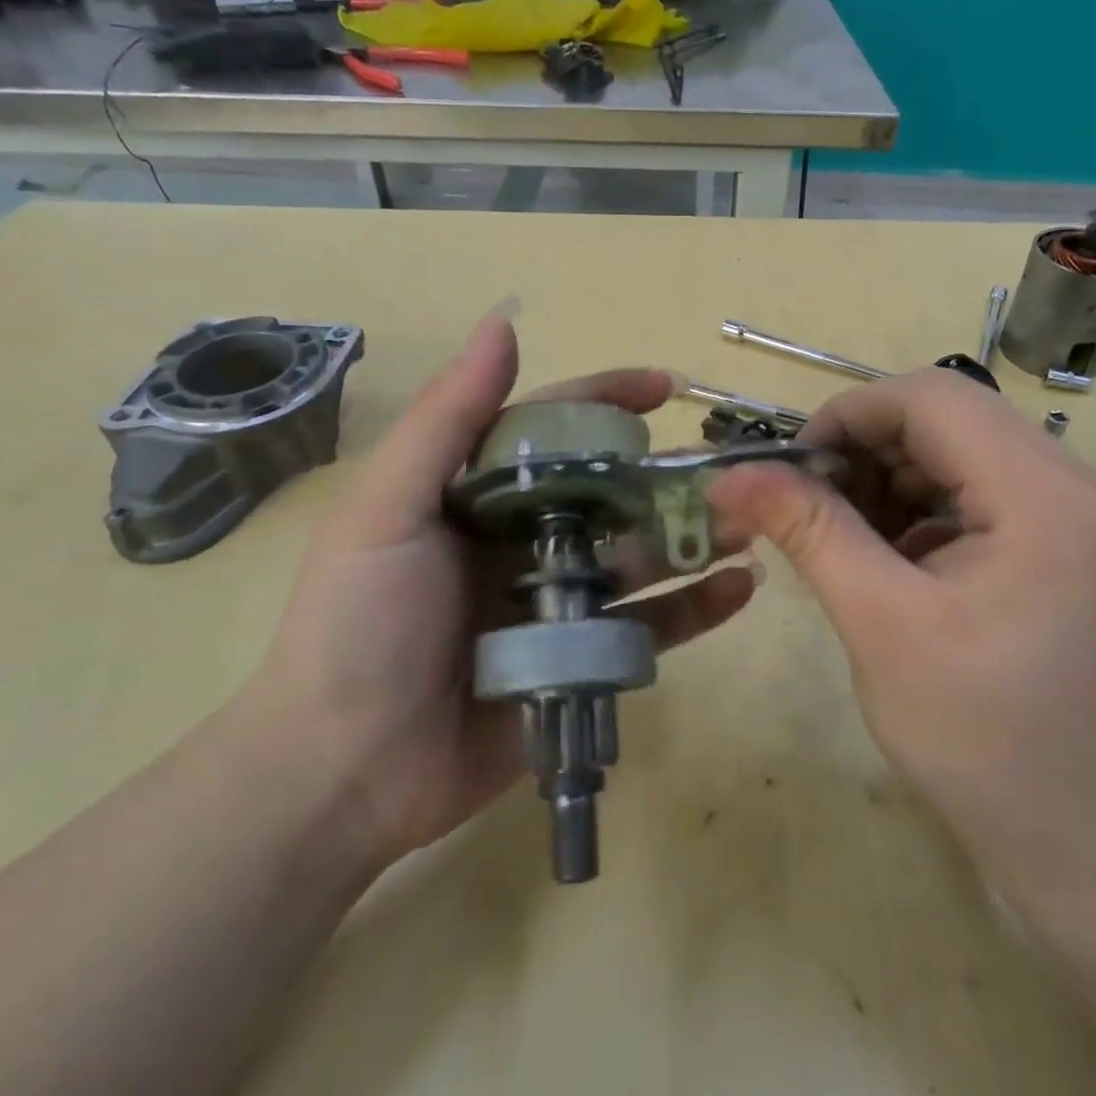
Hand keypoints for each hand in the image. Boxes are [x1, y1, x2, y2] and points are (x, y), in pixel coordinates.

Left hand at [237, 313, 757, 872]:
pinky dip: (696, 608)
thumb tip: (503, 322)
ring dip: (695, 536)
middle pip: (610, 494)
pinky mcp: (582, 661)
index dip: (607, 401)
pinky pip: (649, 628)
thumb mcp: (388, 510)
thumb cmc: (359, 626)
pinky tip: (741, 588)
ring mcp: (558, 605)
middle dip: (668, 476)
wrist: (342, 772)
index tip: (666, 388)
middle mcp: (523, 542)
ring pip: (640, 557)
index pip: (554, 432)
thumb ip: (449, 419)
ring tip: (754, 520)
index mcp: (479, 498)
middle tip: (731, 467)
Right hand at [706, 369, 1095, 858]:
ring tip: (839, 538)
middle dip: (863, 451)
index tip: (790, 468)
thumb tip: (731, 476)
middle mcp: (1071, 483)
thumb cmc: (981, 735)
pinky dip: (917, 511)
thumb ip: (809, 532)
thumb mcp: (880, 623)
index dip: (848, 415)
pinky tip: (885, 560)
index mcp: (1042, 491)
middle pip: (946, 420)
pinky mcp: (1059, 545)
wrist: (1085, 836)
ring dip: (886, 481)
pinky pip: (975, 496)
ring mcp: (1071, 515)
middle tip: (805, 507)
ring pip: (956, 455)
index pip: (931, 397)